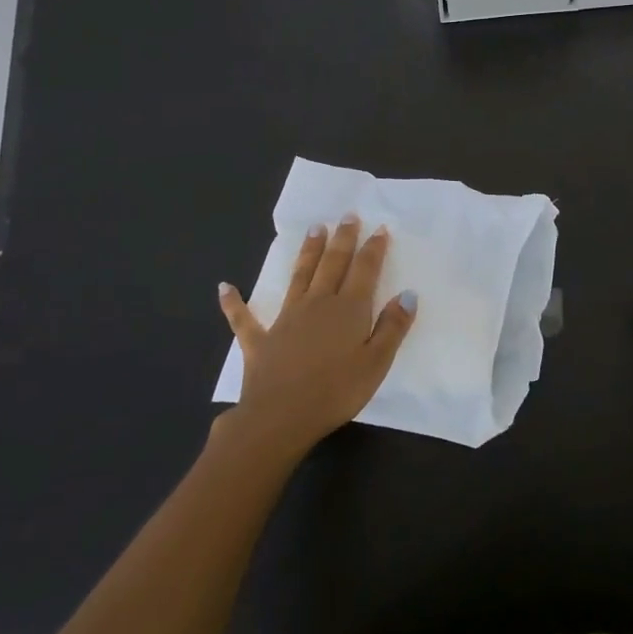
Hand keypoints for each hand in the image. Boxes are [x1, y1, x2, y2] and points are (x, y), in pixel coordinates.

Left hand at [217, 216, 417, 456]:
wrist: (280, 417)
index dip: (373, 248)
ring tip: (314, 230)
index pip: (364, 270)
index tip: (379, 228)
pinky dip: (234, 302)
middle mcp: (317, 304)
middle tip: (347, 216)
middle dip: (342, 239)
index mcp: (348, 309)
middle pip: (332, 264)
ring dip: (307, 253)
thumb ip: (393, 327)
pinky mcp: (260, 340)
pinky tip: (225, 287)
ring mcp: (286, 319)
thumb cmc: (336, 391)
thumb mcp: (377, 363)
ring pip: (299, 277)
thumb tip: (407, 294)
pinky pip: (244, 318)